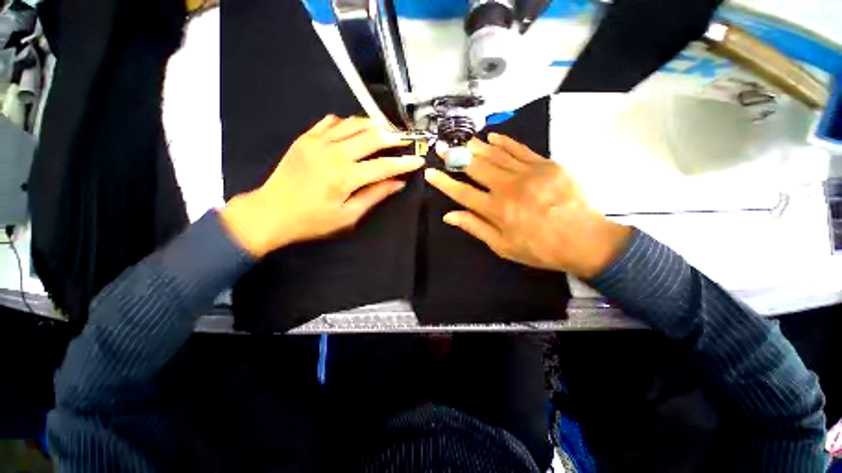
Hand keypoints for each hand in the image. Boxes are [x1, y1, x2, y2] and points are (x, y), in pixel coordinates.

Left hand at [220, 115, 423, 256]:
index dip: (404, 163)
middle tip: (406, 140)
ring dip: (373, 126)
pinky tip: (355, 130)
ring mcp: (318, 141)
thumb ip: (375, 195)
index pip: (384, 165)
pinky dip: (348, 123)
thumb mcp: (348, 215)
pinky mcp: (306, 138)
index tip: (418, 160)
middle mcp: (334, 153)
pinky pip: (331, 121)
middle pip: (372, 137)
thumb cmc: (313, 220)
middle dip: (393, 137)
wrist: (272, 211)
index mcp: (346, 176)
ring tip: (386, 131)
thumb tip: (397, 183)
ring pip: (353, 124)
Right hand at [424, 133, 630, 278]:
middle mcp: (507, 187)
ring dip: (476, 147)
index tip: (431, 173)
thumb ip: (475, 227)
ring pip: (495, 155)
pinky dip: (504, 142)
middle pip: (475, 167)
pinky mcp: (545, 165)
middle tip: (442, 147)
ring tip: (462, 141)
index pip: (462, 192)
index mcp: (495, 210)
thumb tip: (449, 216)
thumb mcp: (503, 246)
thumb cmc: (539, 248)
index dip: (444, 182)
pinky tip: (493, 137)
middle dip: (455, 157)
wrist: (585, 240)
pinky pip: (520, 149)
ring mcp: (527, 173)